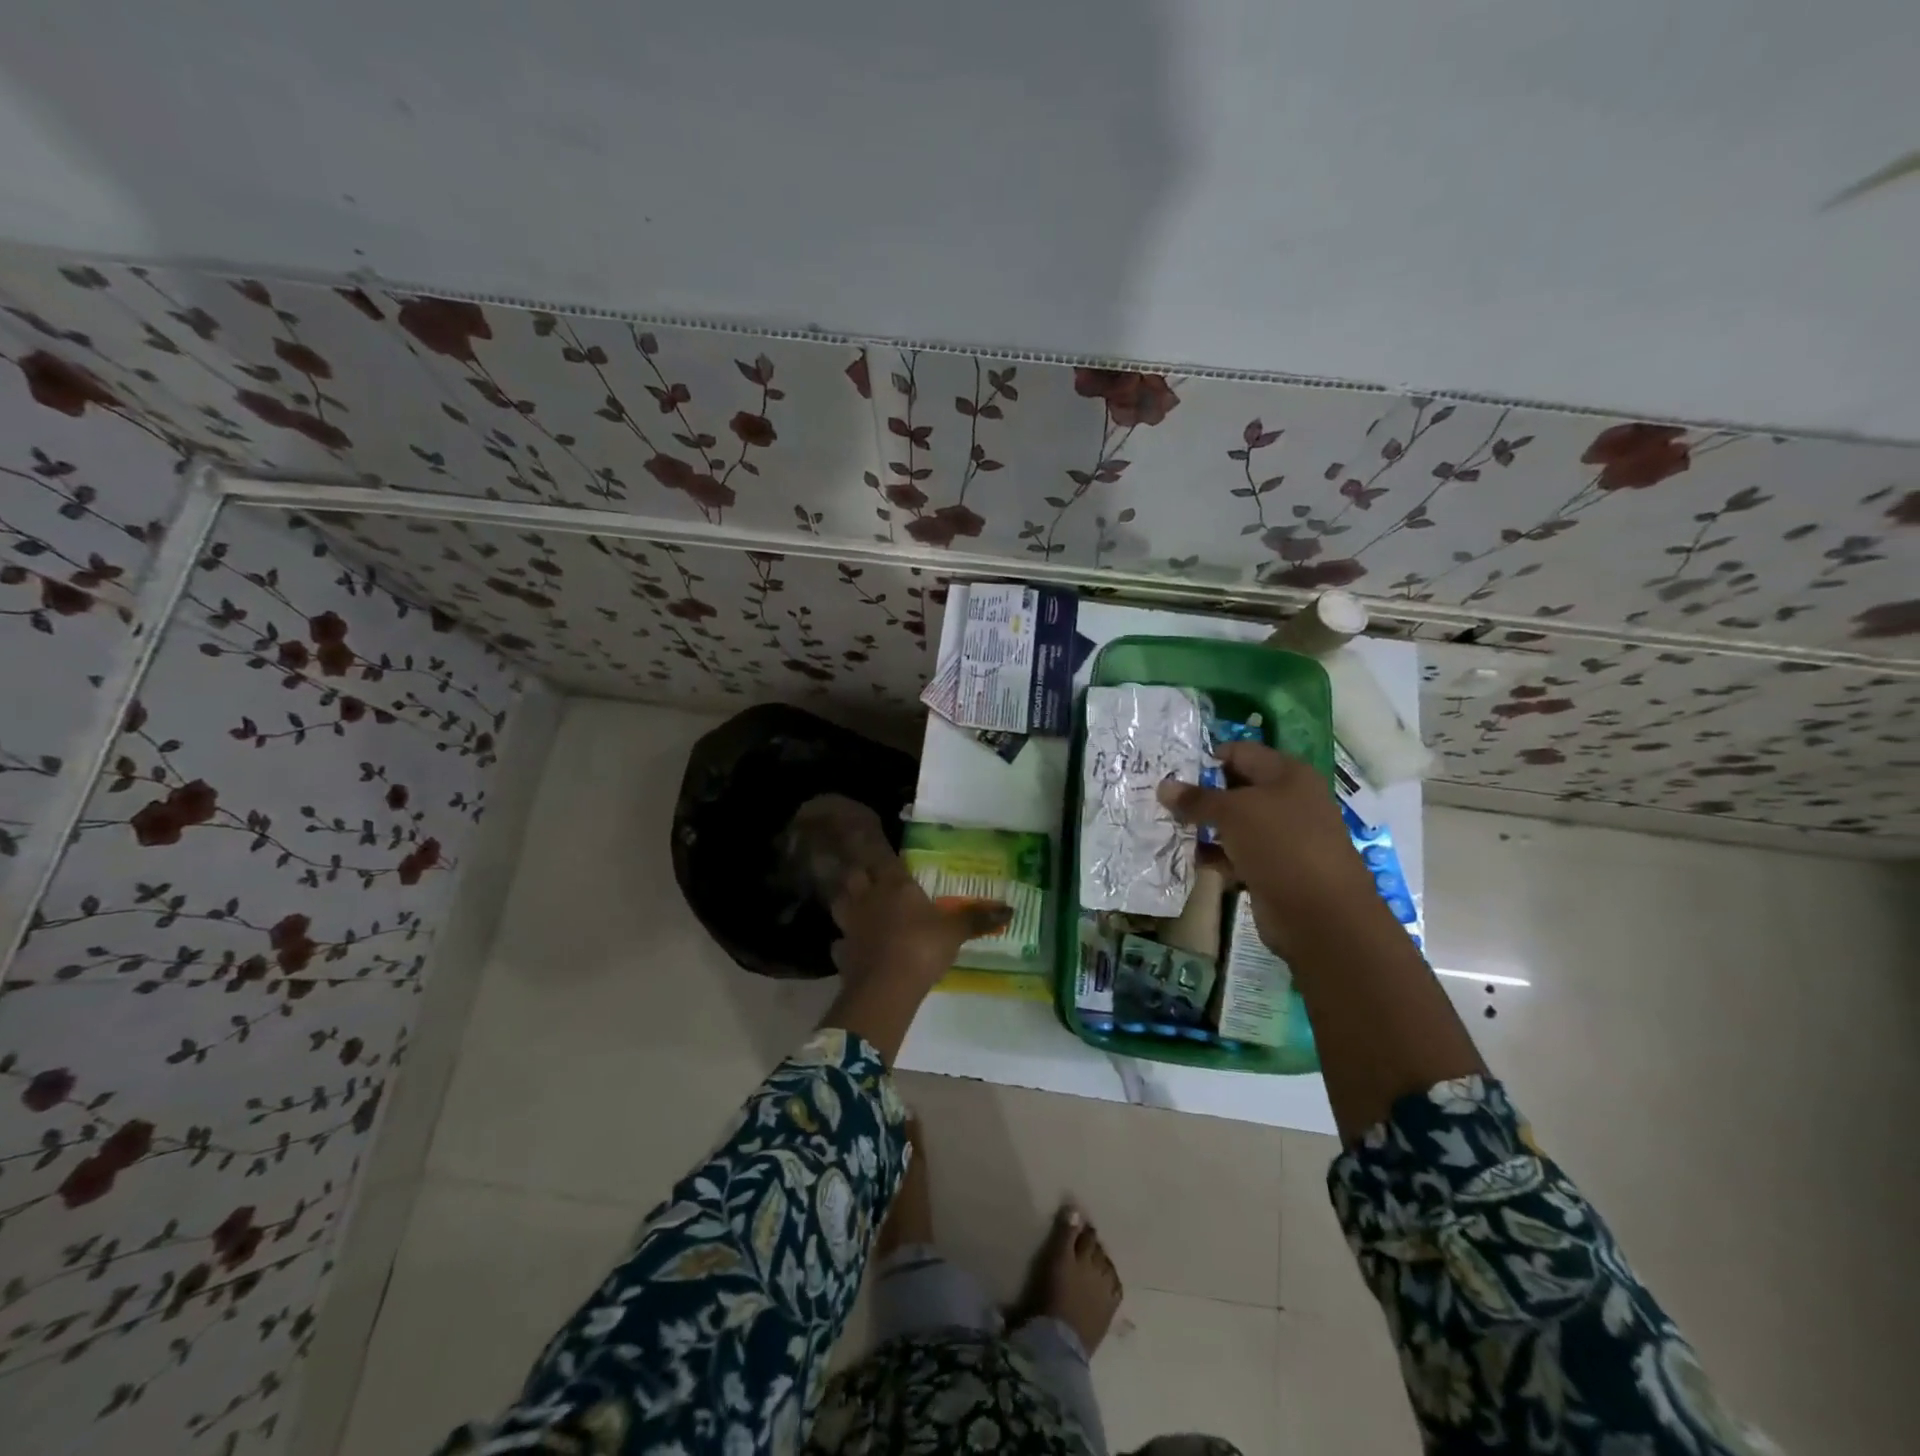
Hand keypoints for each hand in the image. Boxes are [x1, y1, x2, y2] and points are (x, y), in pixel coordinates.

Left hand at [829, 860, 1009, 994]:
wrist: (885, 987)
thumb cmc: (922, 947)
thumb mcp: (955, 932)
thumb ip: (977, 919)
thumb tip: (1010, 909)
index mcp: (895, 885)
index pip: (886, 860)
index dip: (887, 858)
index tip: (894, 862)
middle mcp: (868, 898)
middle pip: (855, 875)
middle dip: (861, 875)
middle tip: (874, 882)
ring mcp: (850, 924)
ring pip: (840, 903)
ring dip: (847, 903)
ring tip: (860, 910)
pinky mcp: (841, 952)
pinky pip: (840, 942)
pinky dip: (845, 943)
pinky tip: (855, 948)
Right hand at [1155, 741, 1380, 957]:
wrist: (1320, 915)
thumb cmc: (1280, 846)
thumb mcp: (1233, 813)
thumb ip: (1197, 799)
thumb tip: (1163, 787)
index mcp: (1287, 775)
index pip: (1240, 752)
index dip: (1207, 758)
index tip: (1171, 771)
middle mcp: (1287, 800)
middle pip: (1235, 788)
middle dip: (1200, 794)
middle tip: (1161, 799)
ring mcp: (1281, 837)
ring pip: (1234, 824)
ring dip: (1203, 827)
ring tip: (1166, 828)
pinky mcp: (1272, 868)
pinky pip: (1236, 854)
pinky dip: (1214, 855)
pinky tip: (1187, 858)